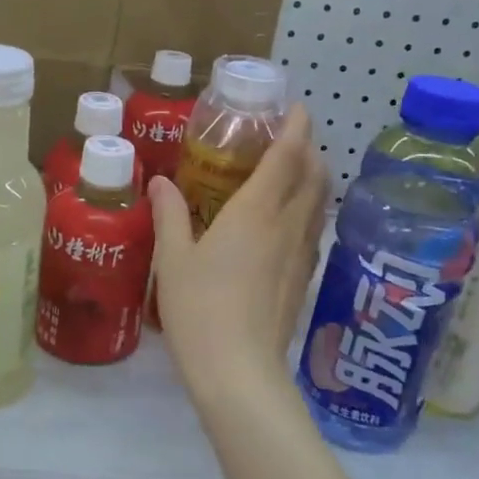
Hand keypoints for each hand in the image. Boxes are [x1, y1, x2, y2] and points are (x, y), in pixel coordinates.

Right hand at [149, 103, 327, 403]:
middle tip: (288, 140)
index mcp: (256, 212)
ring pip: (319, 204)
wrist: (239, 371)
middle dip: (309, 150)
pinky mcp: (304, 279)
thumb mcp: (173, 259)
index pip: (287, 157)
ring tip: (292, 174)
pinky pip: (313, 231)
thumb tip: (159, 181)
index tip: (296, 107)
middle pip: (314, 176)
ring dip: (313, 180)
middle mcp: (287, 226)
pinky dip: (308, 211)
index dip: (296, 128)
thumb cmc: (199, 308)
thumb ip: (169, 214)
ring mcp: (301, 254)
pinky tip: (288, 224)